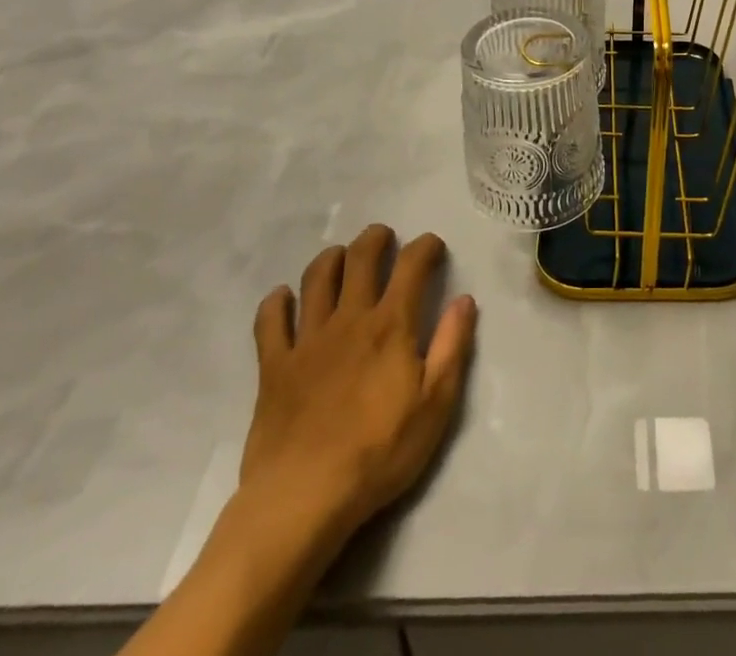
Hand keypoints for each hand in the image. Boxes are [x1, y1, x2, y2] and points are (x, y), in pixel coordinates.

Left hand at [120, 227, 476, 655]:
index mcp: (391, 324)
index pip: (411, 264)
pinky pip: (270, 321)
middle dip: (375, 239)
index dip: (425, 246)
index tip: (433, 247)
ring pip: (317, 278)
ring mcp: (307, 339)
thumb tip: (465, 300)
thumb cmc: (379, 452)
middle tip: (384, 238)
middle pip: (360, 257)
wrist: (304, 498)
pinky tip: (283, 298)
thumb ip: (453, 346)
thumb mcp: (436, 404)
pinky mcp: (274, 366)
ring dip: (331, 258)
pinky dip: (276, 303)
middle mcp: (349, 318)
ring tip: (341, 258)